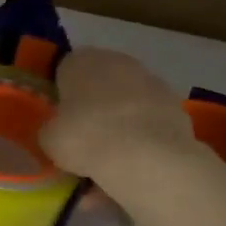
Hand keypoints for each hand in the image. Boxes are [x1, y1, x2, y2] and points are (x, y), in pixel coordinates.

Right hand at [40, 48, 204, 188]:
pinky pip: (148, 121)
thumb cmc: (86, 138)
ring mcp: (151, 81)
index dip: (61, 93)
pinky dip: (142, 137)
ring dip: (119, 122)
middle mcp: (117, 62)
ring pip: (126, 102)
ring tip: (111, 159)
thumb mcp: (49, 139)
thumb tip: (57, 131)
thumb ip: (51, 129)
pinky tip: (134, 163)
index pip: (65, 69)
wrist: (146, 157)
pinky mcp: (175, 106)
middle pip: (99, 83)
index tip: (60, 118)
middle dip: (93, 106)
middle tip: (84, 137)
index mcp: (81, 61)